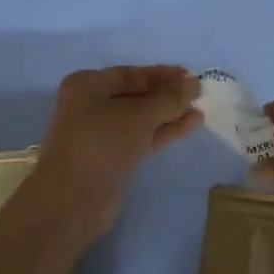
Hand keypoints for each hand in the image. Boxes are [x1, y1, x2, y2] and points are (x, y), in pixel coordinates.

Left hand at [30, 67, 201, 245]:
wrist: (73, 199)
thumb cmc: (101, 144)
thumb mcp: (138, 115)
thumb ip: (169, 98)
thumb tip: (193, 83)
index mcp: (87, 86)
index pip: (130, 74)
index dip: (160, 74)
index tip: (189, 75)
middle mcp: (90, 106)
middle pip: (135, 96)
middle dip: (166, 95)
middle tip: (199, 93)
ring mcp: (101, 135)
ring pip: (140, 119)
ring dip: (168, 114)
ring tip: (200, 110)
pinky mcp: (112, 159)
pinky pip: (142, 138)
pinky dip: (164, 131)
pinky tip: (190, 125)